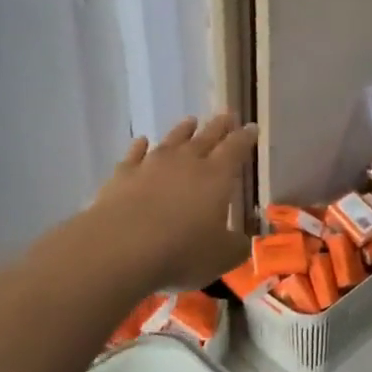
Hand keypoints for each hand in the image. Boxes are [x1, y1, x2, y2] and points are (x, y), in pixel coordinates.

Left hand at [89, 114, 256, 291]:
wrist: (120, 248)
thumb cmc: (180, 251)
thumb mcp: (221, 256)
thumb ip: (237, 246)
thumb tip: (245, 241)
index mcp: (216, 176)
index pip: (235, 149)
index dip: (245, 137)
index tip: (252, 127)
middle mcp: (186, 162)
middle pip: (206, 138)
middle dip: (219, 126)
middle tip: (227, 114)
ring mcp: (152, 165)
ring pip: (172, 140)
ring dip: (183, 130)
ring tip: (191, 120)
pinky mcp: (123, 175)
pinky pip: (134, 154)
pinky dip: (140, 147)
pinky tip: (142, 141)